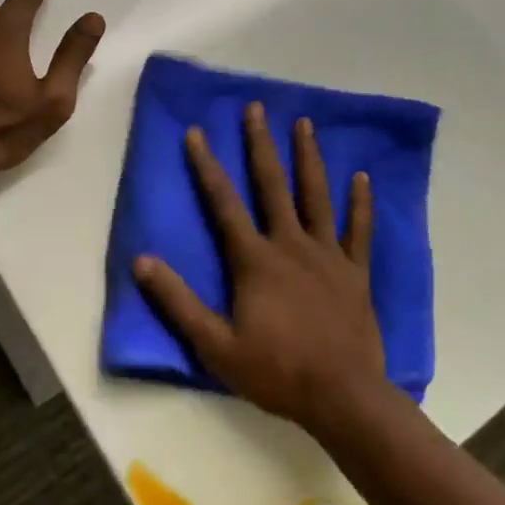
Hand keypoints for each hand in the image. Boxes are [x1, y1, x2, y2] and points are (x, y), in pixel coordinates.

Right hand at [134, 103, 385, 435]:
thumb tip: (142, 262)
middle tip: (257, 108)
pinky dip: (361, 203)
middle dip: (262, 145)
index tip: (197, 132)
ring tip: (305, 123)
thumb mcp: (215, 344)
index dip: (207, 166)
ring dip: (310, 158)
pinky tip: (362, 177)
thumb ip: (178, 302)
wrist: (342, 395)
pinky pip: (359, 230)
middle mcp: (291, 245)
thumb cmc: (275, 371)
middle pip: (273, 185)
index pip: (224, 203)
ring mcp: (328, 255)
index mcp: (255, 260)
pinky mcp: (355, 271)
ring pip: (317, 196)